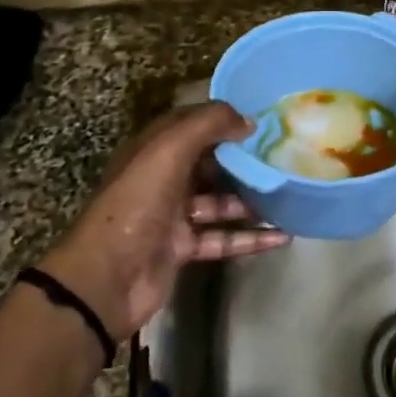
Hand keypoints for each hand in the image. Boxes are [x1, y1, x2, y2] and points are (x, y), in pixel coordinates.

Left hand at [33, 102, 287, 338]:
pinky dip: (250, 238)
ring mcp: (172, 216)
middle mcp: (162, 179)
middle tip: (282, 154)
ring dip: (251, 199)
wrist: (107, 278)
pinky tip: (283, 236)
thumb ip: (208, 125)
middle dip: (242, 158)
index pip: (190, 124)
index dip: (221, 117)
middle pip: (209, 163)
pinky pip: (223, 237)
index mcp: (151, 150)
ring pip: (219, 202)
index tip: (260, 118)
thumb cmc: (137, 204)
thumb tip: (248, 120)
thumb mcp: (169, 150)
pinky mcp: (182, 249)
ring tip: (288, 193)